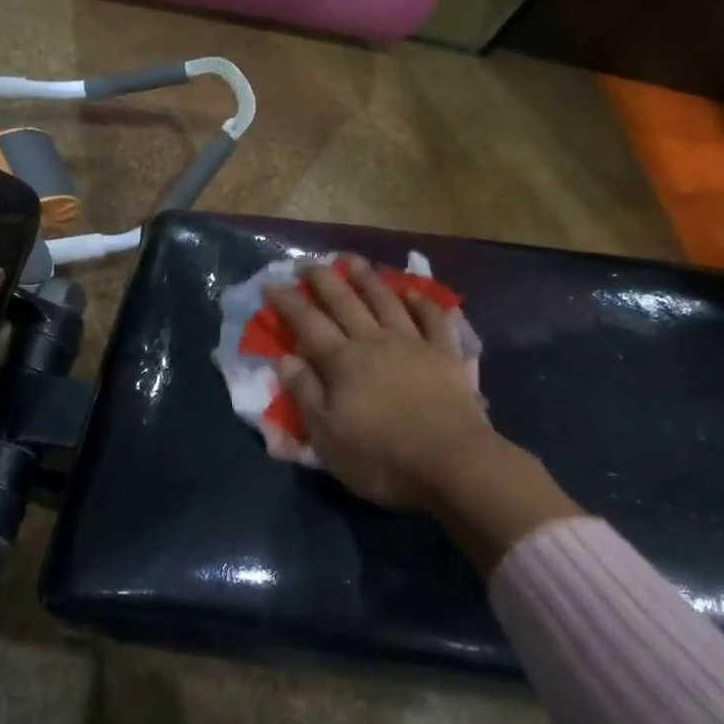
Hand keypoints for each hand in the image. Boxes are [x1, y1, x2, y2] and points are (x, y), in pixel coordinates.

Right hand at [264, 256, 498, 510]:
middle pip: (345, 301)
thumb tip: (285, 358)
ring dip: (367, 278)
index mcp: (342, 362)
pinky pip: (432, 319)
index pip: (308, 322)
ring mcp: (413, 343)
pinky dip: (422, 303)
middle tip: (308, 263)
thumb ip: (305, 394)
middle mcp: (374, 341)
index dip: (288, 301)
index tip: (271, 284)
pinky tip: (414, 294)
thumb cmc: (382, 457)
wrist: (452, 463)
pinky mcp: (445, 354)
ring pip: (385, 300)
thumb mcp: (327, 437)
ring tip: (353, 260)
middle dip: (323, 279)